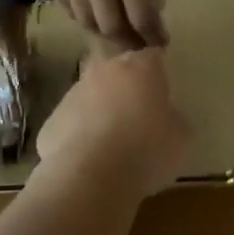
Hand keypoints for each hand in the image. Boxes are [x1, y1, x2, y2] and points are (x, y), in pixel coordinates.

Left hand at [33, 48, 192, 199]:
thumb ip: (174, 118)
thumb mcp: (181, 138)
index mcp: (139, 67)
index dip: (158, 74)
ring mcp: (73, 92)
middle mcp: (104, 70)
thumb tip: (166, 117)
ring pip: (92, 95)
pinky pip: (72, 121)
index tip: (162, 93)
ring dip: (101, 110)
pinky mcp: (52, 119)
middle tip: (138, 117)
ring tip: (112, 144)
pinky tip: (89, 159)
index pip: (152, 57)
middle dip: (126, 88)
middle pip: (118, 72)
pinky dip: (80, 134)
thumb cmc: (146, 151)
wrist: (90, 177)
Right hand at [39, 0, 168, 47]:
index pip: (140, 15)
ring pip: (82, 17)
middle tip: (137, 42)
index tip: (160, 42)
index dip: (152, 34)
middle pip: (109, 25)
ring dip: (101, 29)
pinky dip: (78, 10)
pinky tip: (89, 8)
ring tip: (113, 29)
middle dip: (127, 40)